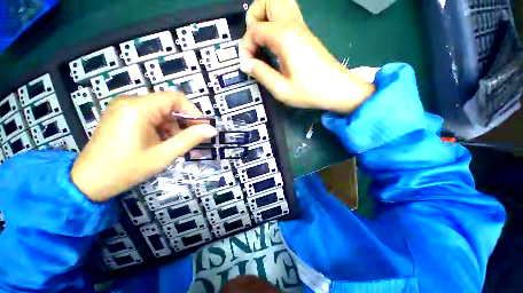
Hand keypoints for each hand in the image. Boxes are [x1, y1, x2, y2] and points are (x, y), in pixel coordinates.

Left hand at [71, 93, 217, 201]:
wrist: (88, 182)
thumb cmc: (126, 169)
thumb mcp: (164, 155)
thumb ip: (190, 139)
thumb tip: (212, 129)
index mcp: (138, 108)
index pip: (176, 98)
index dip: (193, 112)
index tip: (202, 128)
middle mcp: (130, 101)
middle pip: (169, 105)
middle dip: (184, 122)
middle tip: (190, 140)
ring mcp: (124, 108)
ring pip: (161, 111)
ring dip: (173, 127)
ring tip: (173, 144)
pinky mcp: (122, 115)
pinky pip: (150, 116)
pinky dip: (161, 127)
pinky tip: (160, 142)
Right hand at [240, 0, 374, 112]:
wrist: (337, 89)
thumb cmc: (309, 92)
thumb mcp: (281, 90)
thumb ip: (261, 74)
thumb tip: (246, 64)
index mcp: (285, 38)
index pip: (255, 29)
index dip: (245, 46)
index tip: (247, 65)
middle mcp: (293, 25)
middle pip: (269, 0)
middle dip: (254, 17)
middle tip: (253, 42)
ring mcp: (302, 27)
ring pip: (280, 3)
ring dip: (266, 16)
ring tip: (262, 40)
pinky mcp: (306, 34)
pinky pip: (288, 15)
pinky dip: (275, 23)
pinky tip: (274, 44)